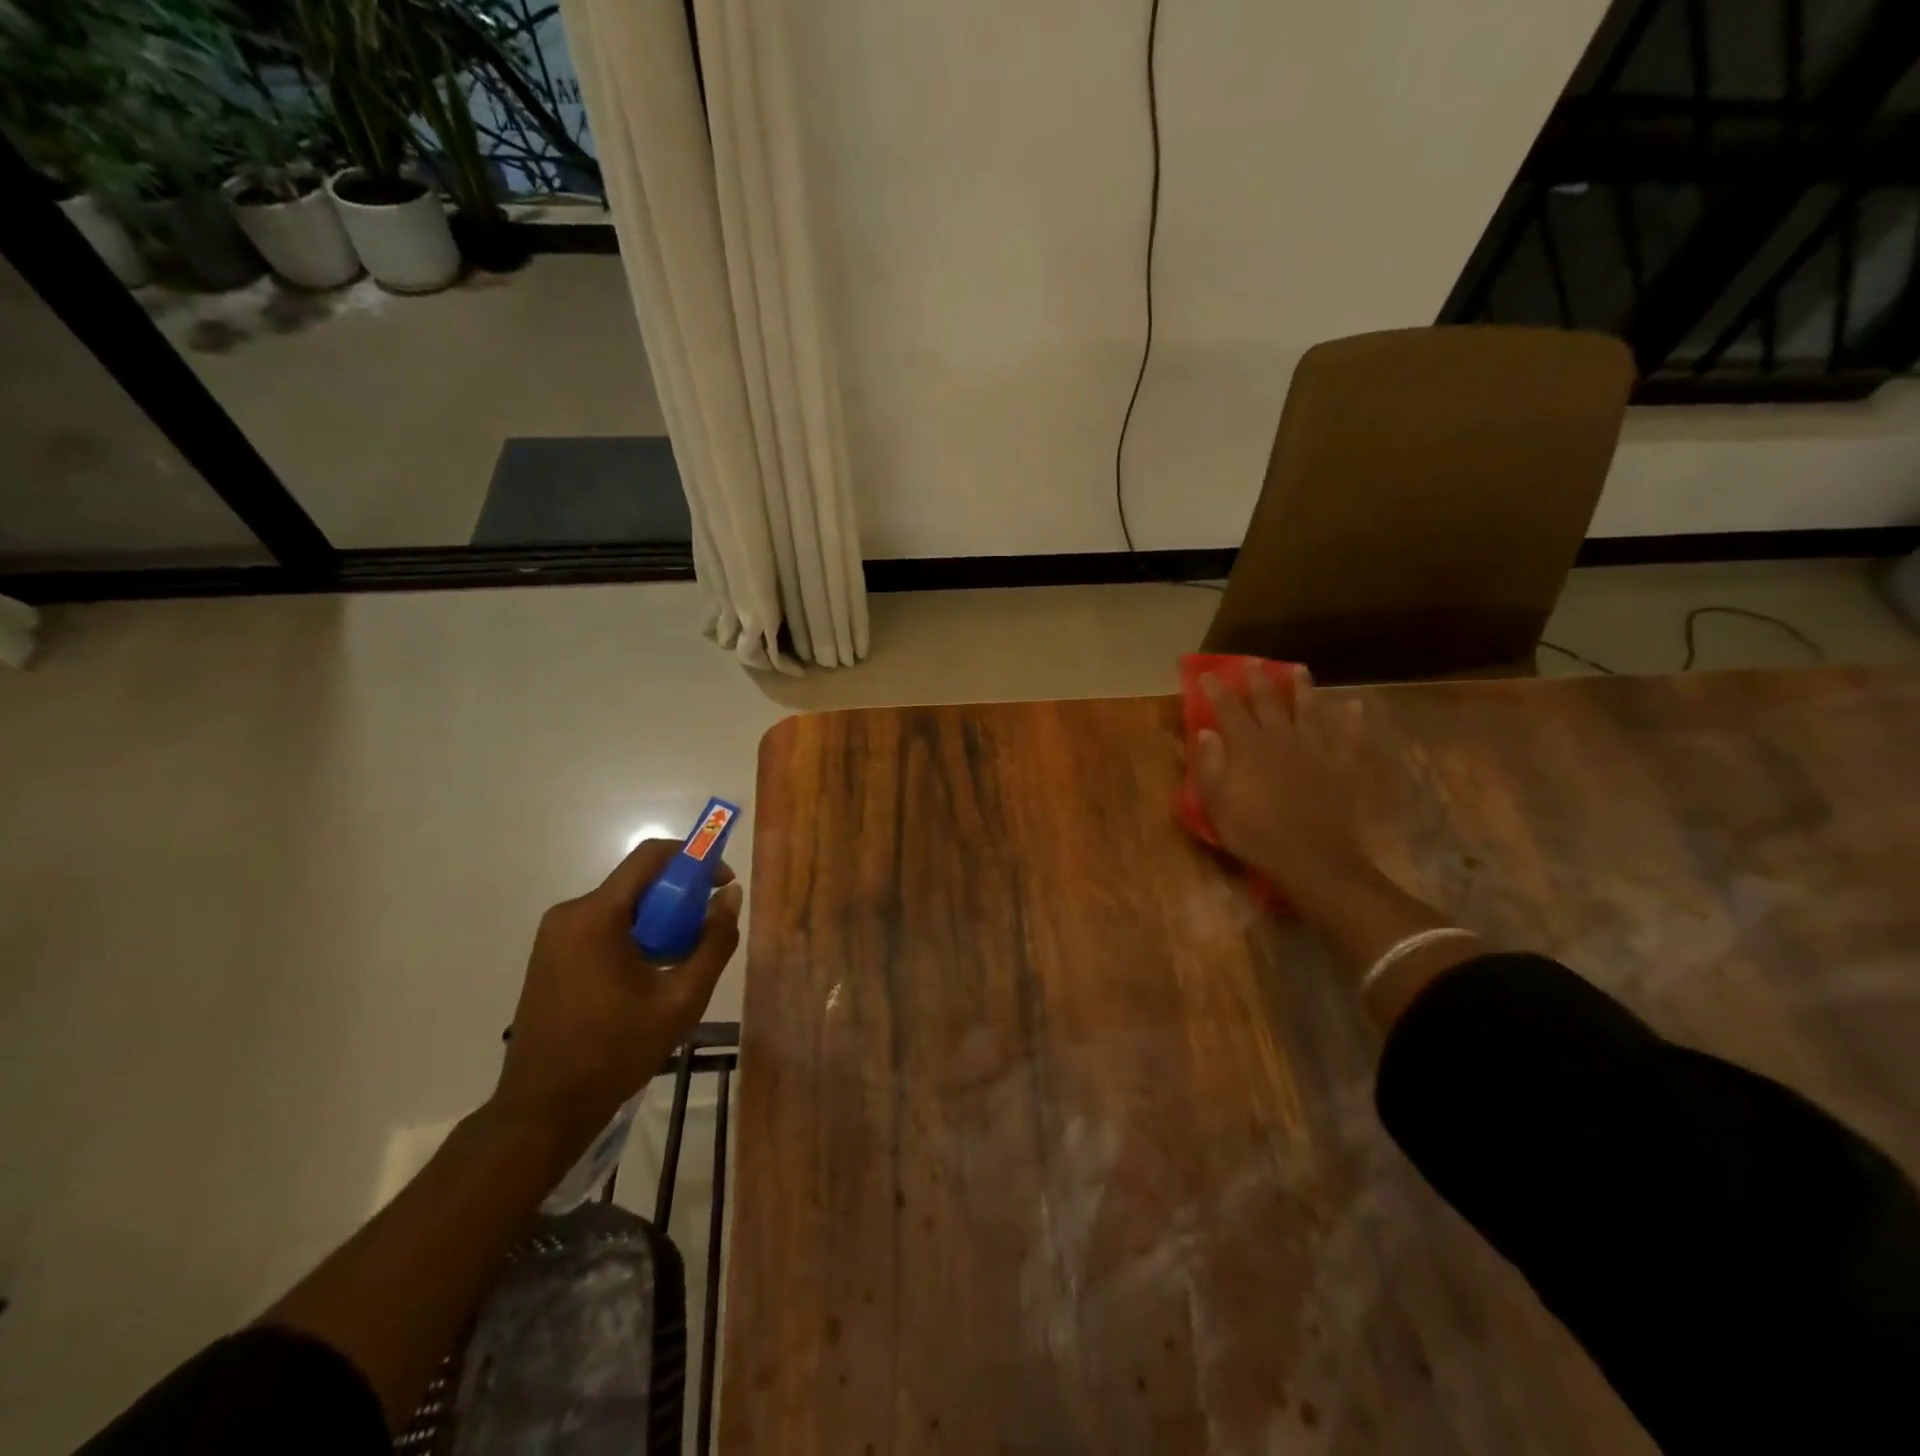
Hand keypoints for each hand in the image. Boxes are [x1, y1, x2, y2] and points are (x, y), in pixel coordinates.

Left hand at [494, 840, 742, 1139]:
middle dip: (679, 896)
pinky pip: (602, 927)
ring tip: (683, 957)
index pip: (650, 857)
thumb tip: (730, 896)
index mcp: (596, 916)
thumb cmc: (616, 1051)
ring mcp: (554, 936)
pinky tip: (650, 973)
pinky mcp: (550, 956)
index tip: (723, 880)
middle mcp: (569, 914)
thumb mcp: (682, 999)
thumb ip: (714, 942)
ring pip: (621, 907)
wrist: (543, 1109)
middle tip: (708, 926)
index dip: (694, 858)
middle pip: (637, 883)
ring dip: (658, 919)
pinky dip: (634, 935)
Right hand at [1193, 670, 1378, 903]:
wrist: (1314, 860)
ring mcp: (1316, 749)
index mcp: (1248, 748)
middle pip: (1269, 702)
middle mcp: (1282, 739)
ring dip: (1302, 688)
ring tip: (1298, 669)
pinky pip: (1348, 736)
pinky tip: (1354, 707)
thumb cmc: (1256, 835)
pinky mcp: (1342, 765)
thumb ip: (1209, 766)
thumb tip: (1206, 732)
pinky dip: (1351, 720)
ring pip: (1309, 709)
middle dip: (1258, 680)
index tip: (1207, 674)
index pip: (1229, 710)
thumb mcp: (1218, 805)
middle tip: (1252, 662)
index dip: (1217, 690)